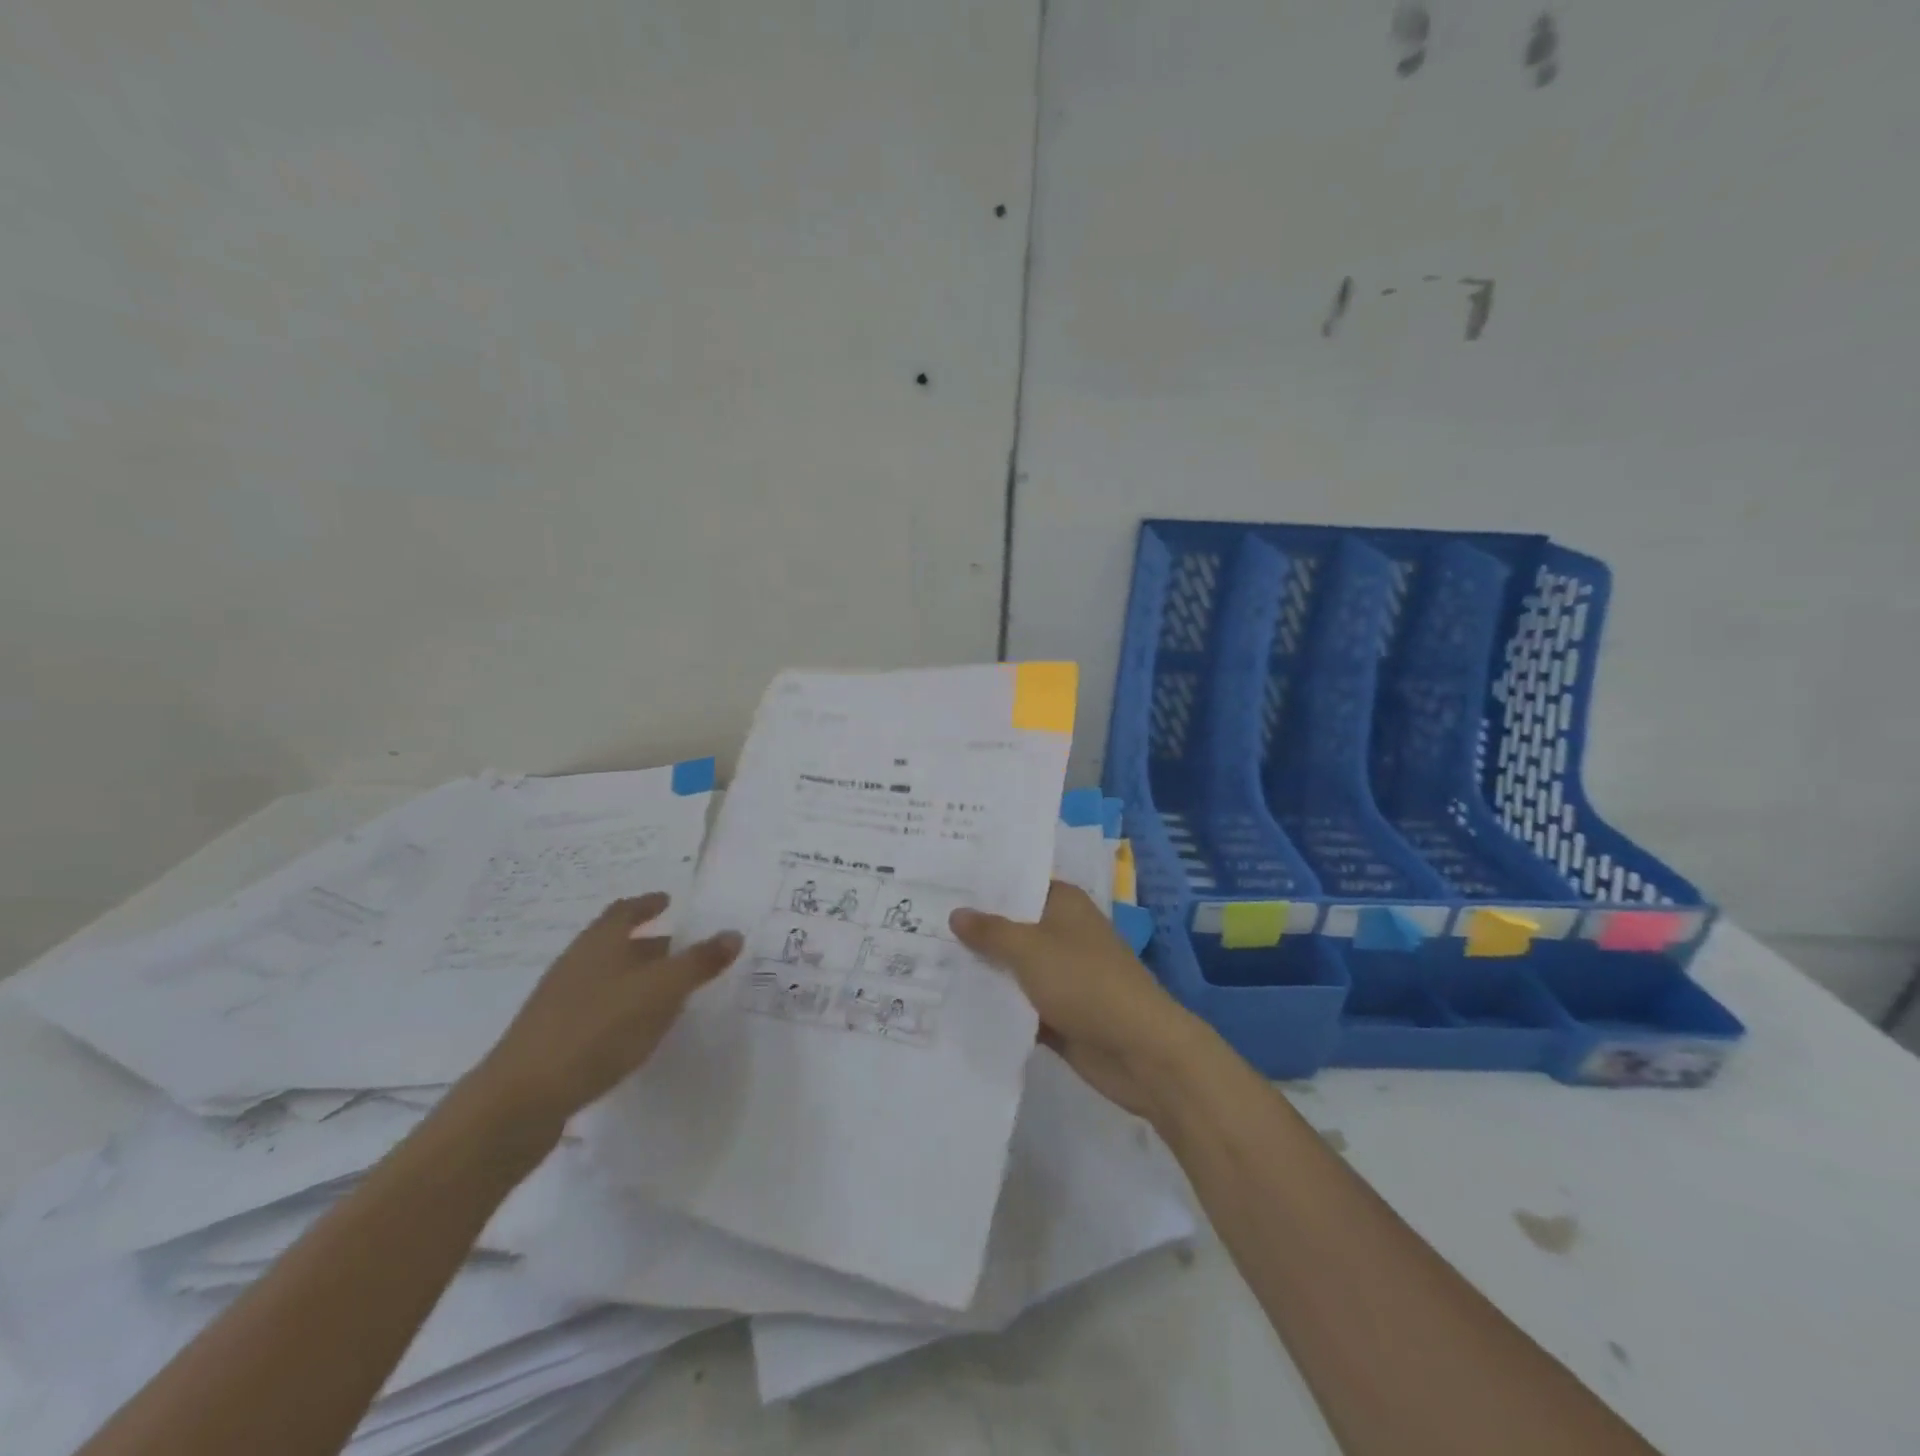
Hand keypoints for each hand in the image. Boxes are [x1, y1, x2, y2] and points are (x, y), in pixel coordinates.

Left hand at [472, 894, 742, 1128]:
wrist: (521, 1100)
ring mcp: (560, 1003)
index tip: (668, 901)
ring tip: (668, 992)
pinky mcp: (554, 1039)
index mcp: (600, 942)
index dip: (648, 904)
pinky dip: (622, 1009)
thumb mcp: (661, 991)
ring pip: (607, 978)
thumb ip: (699, 962)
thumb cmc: (598, 1029)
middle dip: (650, 944)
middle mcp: (577, 964)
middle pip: (617, 944)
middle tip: (683, 950)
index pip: (626, 910)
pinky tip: (638, 1031)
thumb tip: (733, 933)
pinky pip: (597, 1010)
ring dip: (637, 979)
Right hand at [950, 882, 1209, 1119]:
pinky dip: (995, 1004)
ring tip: (924, 960)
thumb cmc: (1085, 982)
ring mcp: (1061, 975)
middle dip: (973, 929)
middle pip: (1011, 926)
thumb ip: (990, 931)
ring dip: (981, 969)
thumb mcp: (1030, 949)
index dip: (983, 884)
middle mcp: (1062, 933)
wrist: (1139, 1051)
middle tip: (918, 921)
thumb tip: (956, 913)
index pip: (1018, 883)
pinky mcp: (1058, 1013)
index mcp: (1064, 904)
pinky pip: (1018, 1003)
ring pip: (1012, 967)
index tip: (939, 882)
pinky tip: (950, 1003)